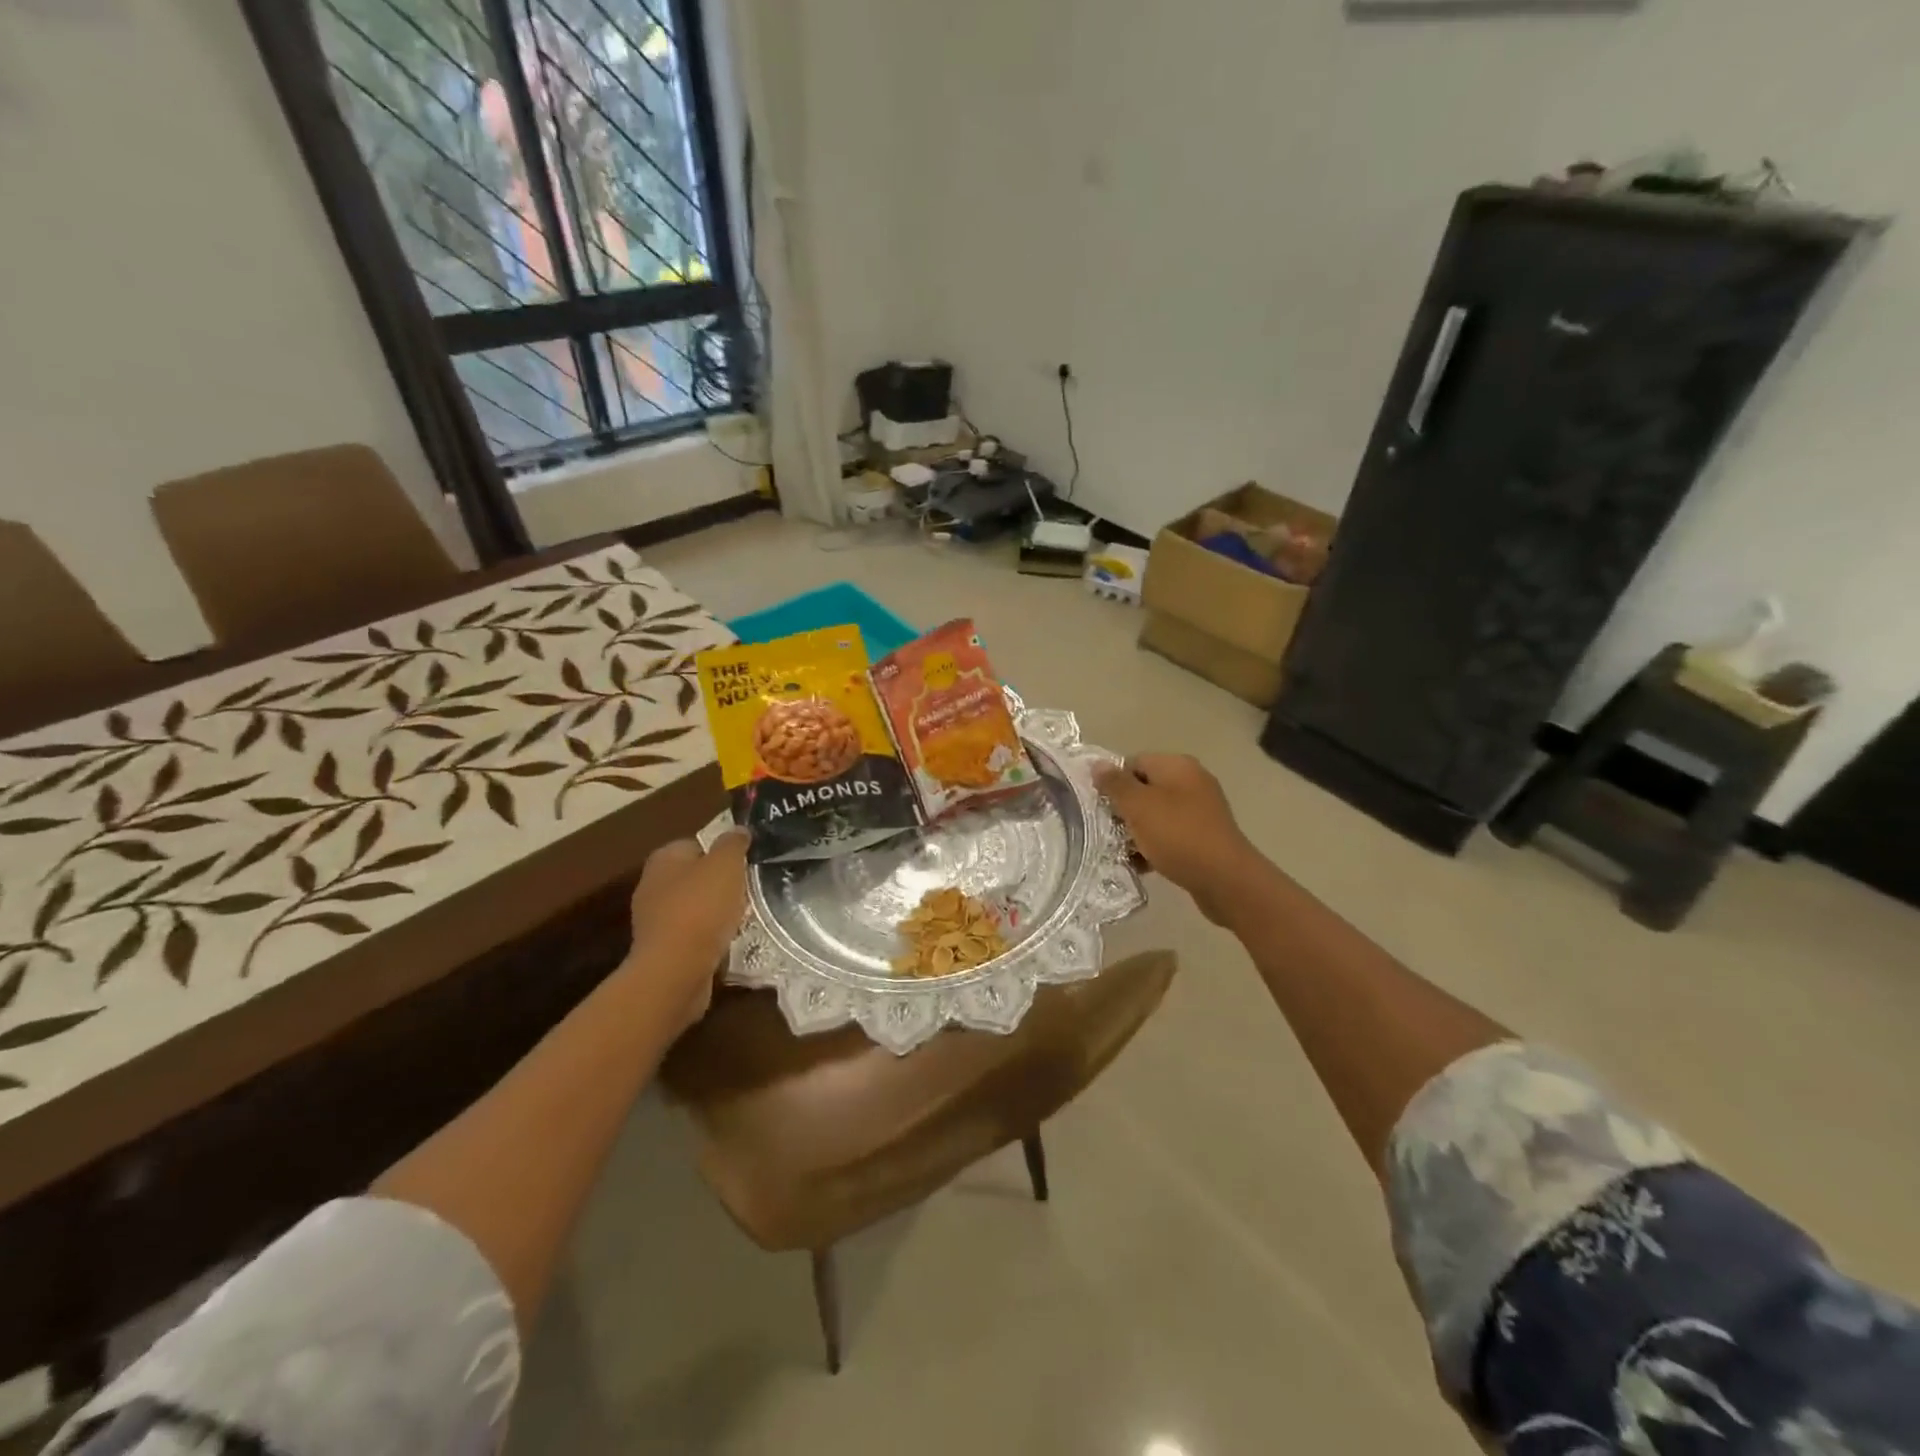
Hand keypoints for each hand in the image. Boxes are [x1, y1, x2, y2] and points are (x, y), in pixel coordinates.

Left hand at [625, 830, 748, 1026]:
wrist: (676, 971)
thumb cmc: (700, 909)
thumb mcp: (725, 865)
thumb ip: (733, 843)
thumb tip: (738, 830)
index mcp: (663, 859)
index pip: (697, 843)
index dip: (723, 851)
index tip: (747, 862)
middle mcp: (653, 885)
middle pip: (698, 876)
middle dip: (722, 883)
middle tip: (749, 889)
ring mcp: (655, 920)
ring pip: (697, 906)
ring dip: (719, 912)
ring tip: (745, 916)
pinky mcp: (663, 949)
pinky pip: (694, 934)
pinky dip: (711, 936)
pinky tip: (730, 940)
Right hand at [1093, 754, 1265, 926]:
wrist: (1225, 879)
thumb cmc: (1177, 835)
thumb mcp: (1138, 806)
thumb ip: (1115, 784)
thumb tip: (1098, 765)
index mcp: (1177, 766)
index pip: (1134, 762)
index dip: (1113, 782)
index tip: (1099, 806)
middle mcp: (1192, 781)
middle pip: (1145, 789)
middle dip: (1124, 809)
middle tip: (1106, 830)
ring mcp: (1201, 810)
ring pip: (1156, 814)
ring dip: (1137, 831)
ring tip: (1120, 850)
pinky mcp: (1204, 836)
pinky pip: (1171, 834)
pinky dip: (1154, 845)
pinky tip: (1141, 864)